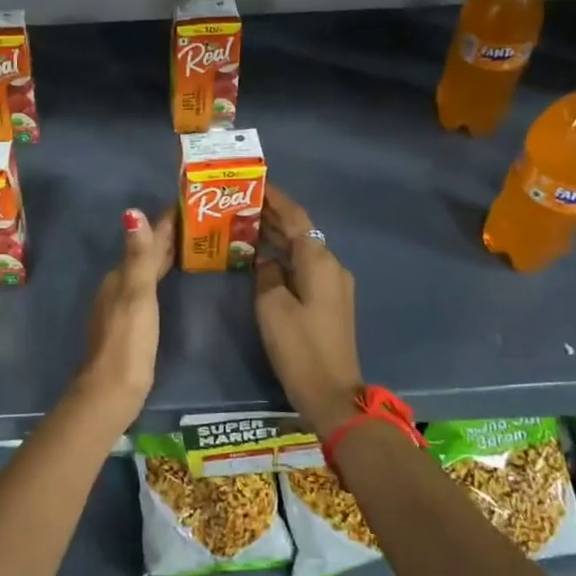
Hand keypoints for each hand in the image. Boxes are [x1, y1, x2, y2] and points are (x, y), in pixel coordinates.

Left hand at [77, 206, 175, 415]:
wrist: (112, 390)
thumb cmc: (129, 340)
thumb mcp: (137, 294)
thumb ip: (139, 256)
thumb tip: (132, 212)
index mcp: (120, 277)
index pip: (145, 240)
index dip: (164, 222)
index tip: (187, 203)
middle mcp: (118, 286)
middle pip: (144, 254)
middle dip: (166, 237)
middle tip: (196, 220)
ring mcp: (121, 306)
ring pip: (145, 271)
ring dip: (164, 256)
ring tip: (189, 245)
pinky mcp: (129, 325)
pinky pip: (148, 288)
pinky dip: (160, 276)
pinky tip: (170, 280)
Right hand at [254, 186, 362, 434]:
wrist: (332, 392)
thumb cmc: (299, 346)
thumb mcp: (272, 306)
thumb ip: (266, 273)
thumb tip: (265, 259)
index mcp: (319, 260)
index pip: (296, 217)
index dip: (275, 199)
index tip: (255, 183)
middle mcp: (332, 265)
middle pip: (301, 231)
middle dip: (273, 216)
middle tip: (241, 203)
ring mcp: (334, 284)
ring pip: (303, 249)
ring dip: (278, 237)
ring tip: (246, 226)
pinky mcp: (330, 302)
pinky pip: (305, 267)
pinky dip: (285, 257)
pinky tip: (263, 259)